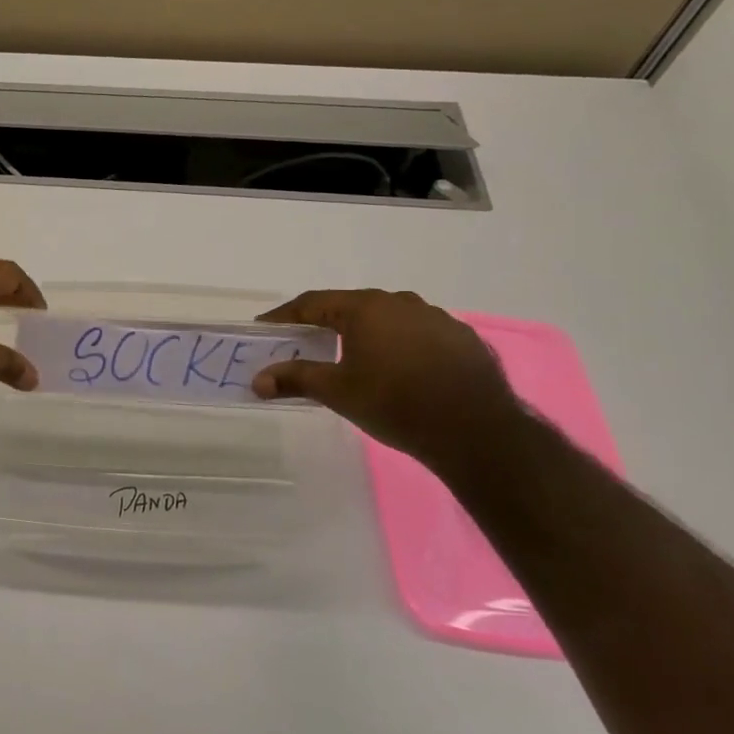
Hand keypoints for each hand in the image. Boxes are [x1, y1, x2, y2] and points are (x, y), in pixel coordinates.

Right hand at [251, 289, 524, 460]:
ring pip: (388, 319)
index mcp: (365, 307)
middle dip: (326, 324)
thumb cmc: (395, 403)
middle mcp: (400, 302)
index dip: (286, 315)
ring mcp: (436, 318)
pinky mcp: (462, 339)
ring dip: (366, 333)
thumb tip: (257, 380)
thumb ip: (295, 379)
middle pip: (351, 307)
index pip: (313, 302)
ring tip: (354, 359)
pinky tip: (400, 371)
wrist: (476, 430)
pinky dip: (399, 346)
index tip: (267, 327)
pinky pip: (418, 335)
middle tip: (307, 343)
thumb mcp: (337, 392)